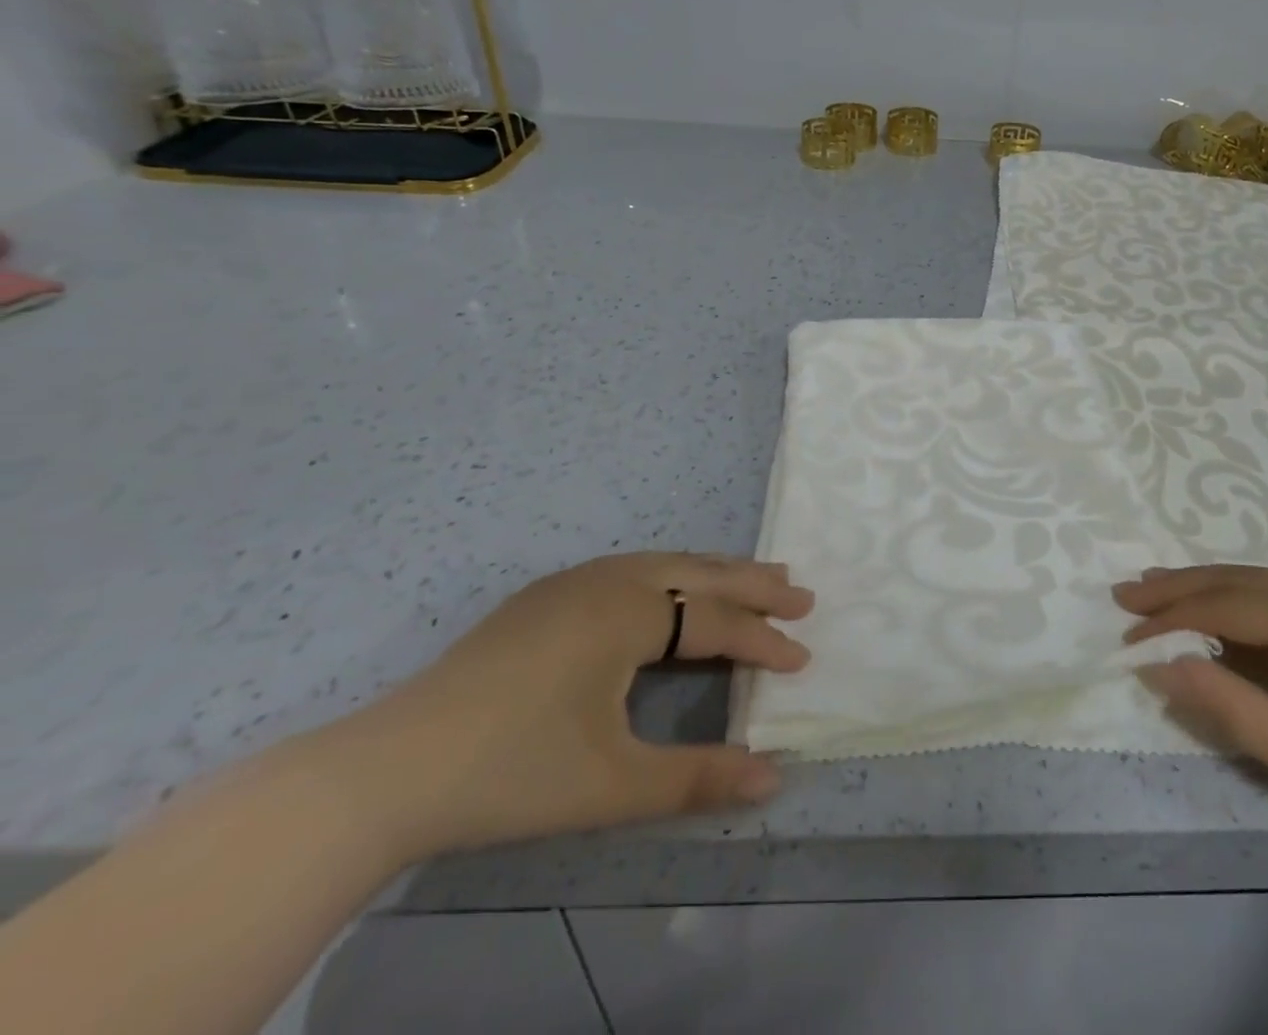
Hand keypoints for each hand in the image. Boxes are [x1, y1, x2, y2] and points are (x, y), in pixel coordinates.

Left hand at [311, 552, 813, 864]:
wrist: (385, 771)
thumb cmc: (513, 771)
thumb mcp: (613, 783)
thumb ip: (698, 777)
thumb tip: (774, 779)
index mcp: (630, 612)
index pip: (715, 620)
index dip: (763, 640)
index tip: (803, 659)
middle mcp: (609, 580)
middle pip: (699, 572)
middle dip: (754, 583)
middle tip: (800, 593)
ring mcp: (571, 583)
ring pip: (664, 564)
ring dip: (713, 572)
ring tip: (753, 580)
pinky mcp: (543, 597)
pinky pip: (630, 570)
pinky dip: (670, 576)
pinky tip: (670, 594)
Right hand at [1114, 565, 1267, 898]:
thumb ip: (1226, 702)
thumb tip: (1157, 665)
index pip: (1227, 605)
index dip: (1171, 617)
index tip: (1125, 630)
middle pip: (1240, 580)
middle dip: (1179, 587)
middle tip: (1126, 593)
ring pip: (1262, 583)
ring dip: (1208, 589)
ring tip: (1158, 590)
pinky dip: (1243, 603)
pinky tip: (1221, 613)